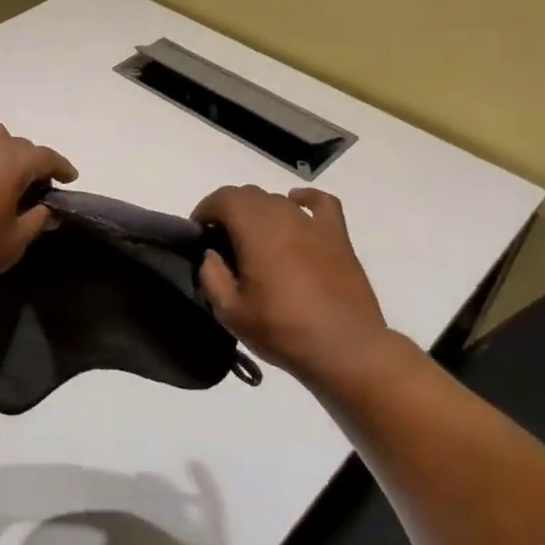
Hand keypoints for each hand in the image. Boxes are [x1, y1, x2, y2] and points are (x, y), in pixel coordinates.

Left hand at [0, 119, 77, 303]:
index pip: (45, 157)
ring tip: (0, 171)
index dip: (61, 167)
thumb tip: (50, 209)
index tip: (69, 179)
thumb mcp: (12, 245)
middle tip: (33, 191)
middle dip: (31, 162)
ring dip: (0, 147)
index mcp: (9, 165)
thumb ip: (36, 220)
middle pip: (17, 144)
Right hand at [192, 185, 391, 383]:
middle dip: (229, 210)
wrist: (346, 349)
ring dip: (259, 211)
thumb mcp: (231, 312)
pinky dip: (303, 200)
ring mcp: (314, 224)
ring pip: (278, 199)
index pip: (223, 199)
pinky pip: (320, 203)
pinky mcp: (338, 236)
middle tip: (222, 241)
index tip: (199, 233)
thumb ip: (212, 276)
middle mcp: (284, 216)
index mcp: (256, 231)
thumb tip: (211, 255)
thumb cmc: (283, 331)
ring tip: (254, 238)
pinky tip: (297, 208)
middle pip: (249, 195)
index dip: (205, 210)